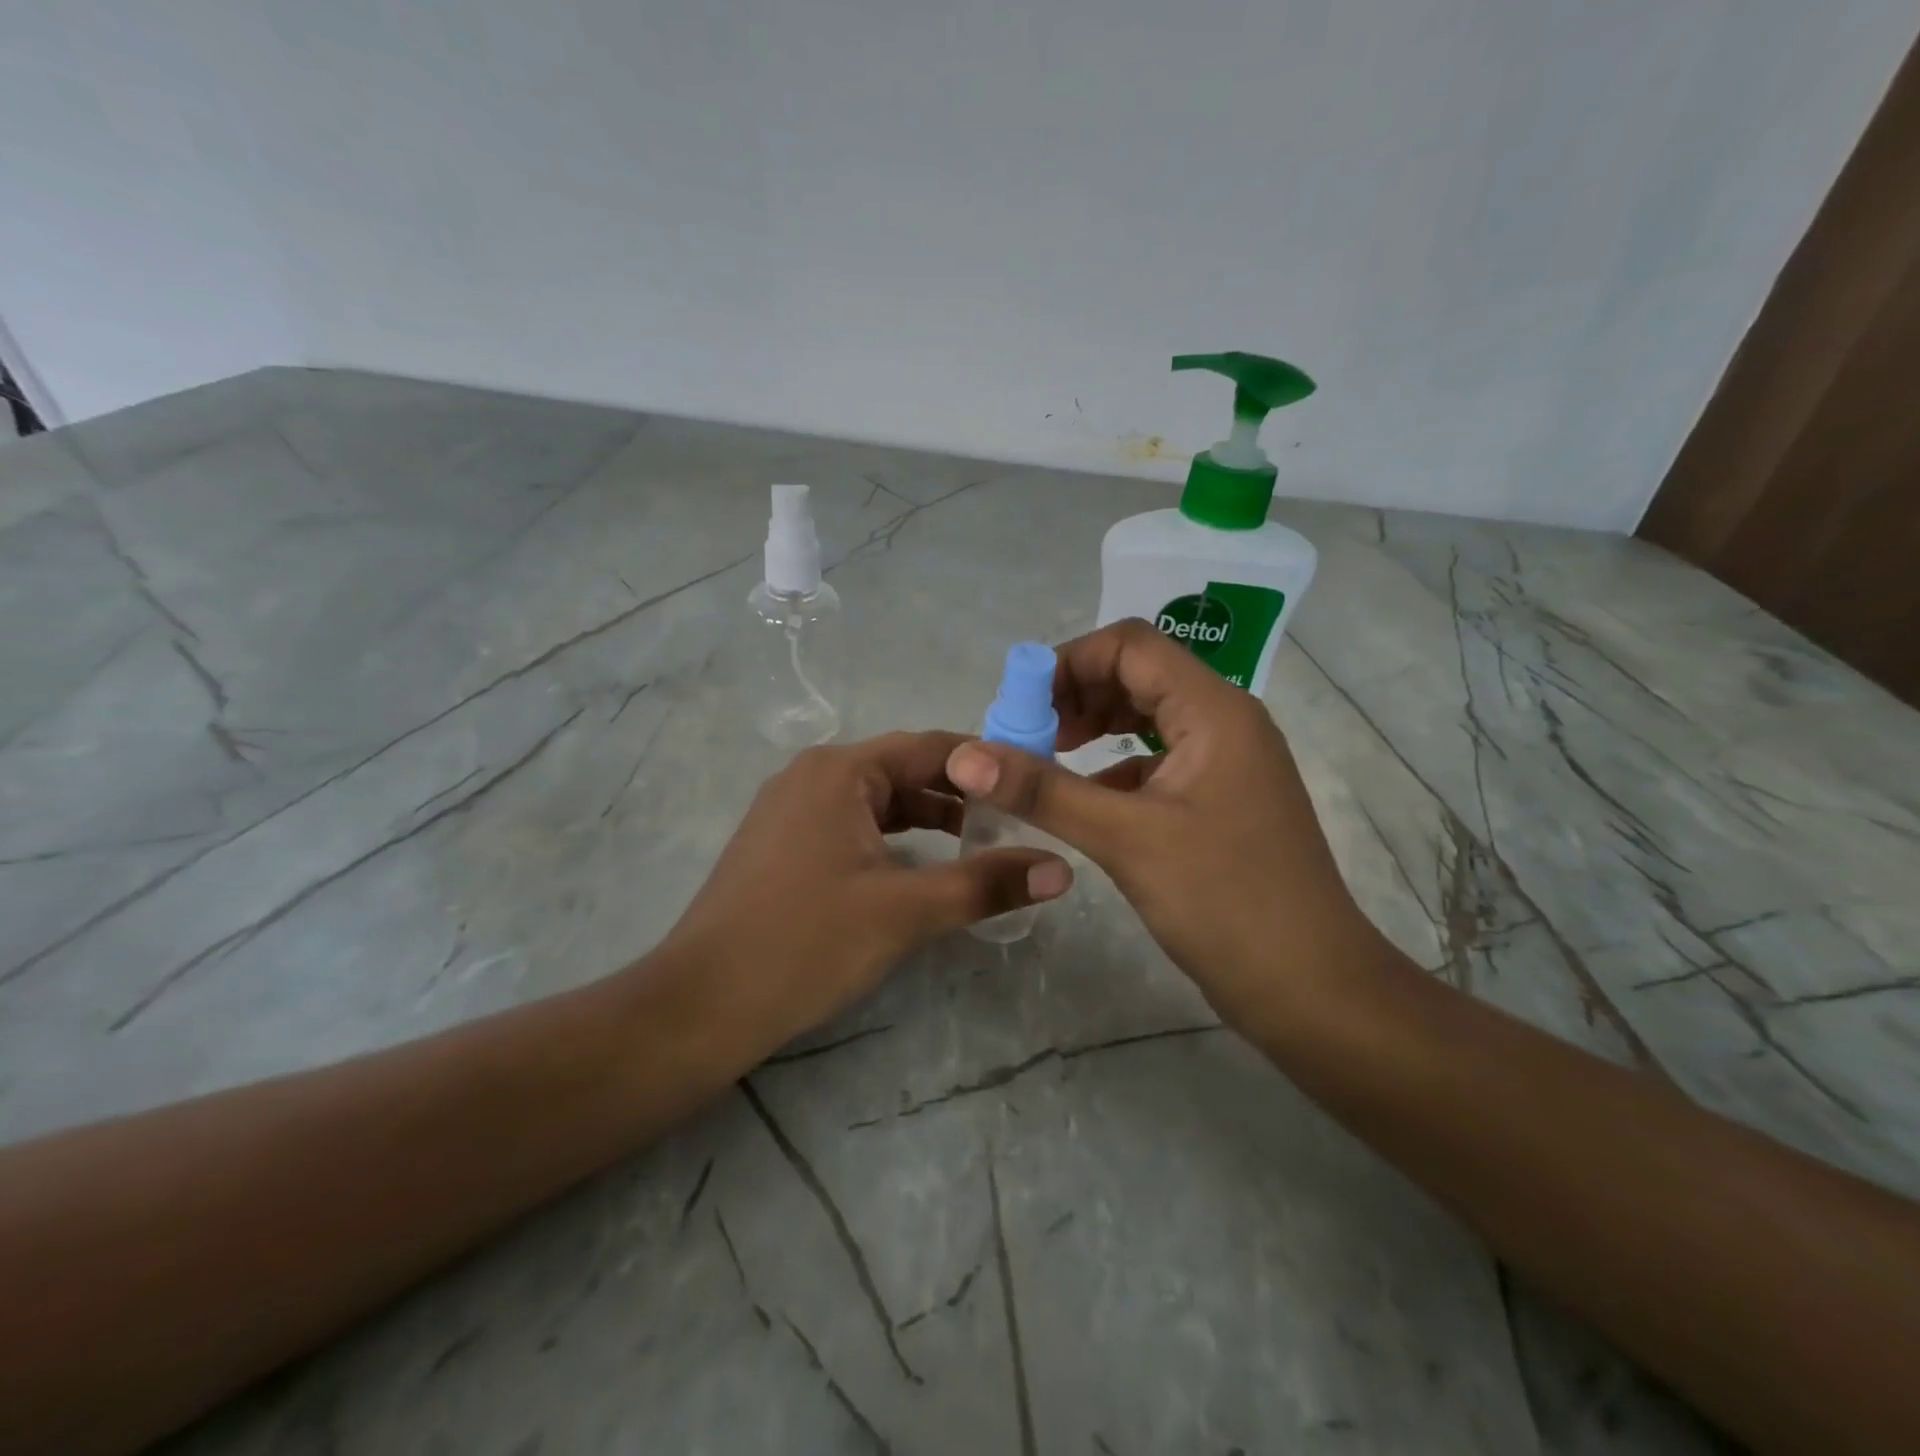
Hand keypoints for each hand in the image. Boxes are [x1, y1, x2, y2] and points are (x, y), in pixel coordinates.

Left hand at [662, 732, 1072, 1056]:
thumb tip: (1062, 869)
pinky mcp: (782, 845)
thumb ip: (985, 884)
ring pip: (877, 803)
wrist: (701, 1004)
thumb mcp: (905, 911)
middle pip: (904, 772)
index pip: (931, 748)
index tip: (1034, 788)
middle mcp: (813, 775)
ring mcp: (791, 810)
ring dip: (927, 820)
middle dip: (961, 796)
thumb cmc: (805, 943)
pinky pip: (852, 826)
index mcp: (840, 770)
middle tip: (1016, 824)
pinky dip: (892, 840)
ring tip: (979, 847)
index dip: (987, 766)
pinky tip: (918, 870)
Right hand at [945, 619, 1378, 1029]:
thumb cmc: (1225, 902)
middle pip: (1139, 675)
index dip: (1068, 662)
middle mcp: (1226, 721)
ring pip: (1150, 717)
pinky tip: (1088, 800)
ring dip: (1096, 727)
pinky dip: (1117, 766)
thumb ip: (1043, 790)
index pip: (1131, 646)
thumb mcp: (1126, 839)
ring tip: (1048, 759)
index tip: (1019, 705)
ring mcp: (1228, 762)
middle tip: (1028, 736)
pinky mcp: (1222, 799)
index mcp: (1214, 710)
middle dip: (1077, 695)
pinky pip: (1160, 760)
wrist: (1311, 987)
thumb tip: (965, 757)